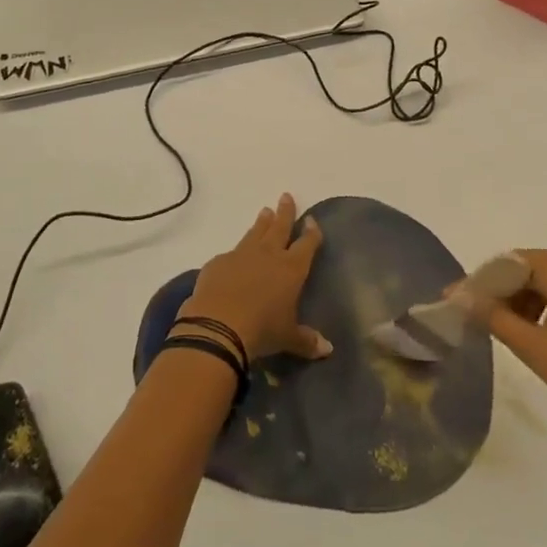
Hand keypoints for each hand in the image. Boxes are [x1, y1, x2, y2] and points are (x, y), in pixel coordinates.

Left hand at [179, 194, 332, 361]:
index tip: (312, 220)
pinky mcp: (219, 262)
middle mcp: (268, 255)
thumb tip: (328, 349)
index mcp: (291, 268)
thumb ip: (307, 340)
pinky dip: (237, 251)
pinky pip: (231, 252)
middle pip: (280, 227)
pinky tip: (235, 254)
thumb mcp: (288, 338)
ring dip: (262, 222)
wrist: (218, 326)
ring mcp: (241, 255)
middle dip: (285, 213)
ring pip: (255, 233)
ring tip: (265, 211)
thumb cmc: (262, 330)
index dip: (311, 233)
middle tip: (286, 196)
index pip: (306, 244)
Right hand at [457, 249, 546, 461]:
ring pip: (543, 278)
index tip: (456, 302)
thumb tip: (461, 297)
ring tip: (506, 331)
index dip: (479, 281)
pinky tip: (536, 332)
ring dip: (520, 299)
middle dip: (499, 290)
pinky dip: (542, 304)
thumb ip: (494, 318)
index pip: (506, 261)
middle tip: (478, 319)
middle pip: (524, 266)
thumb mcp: (535, 348)